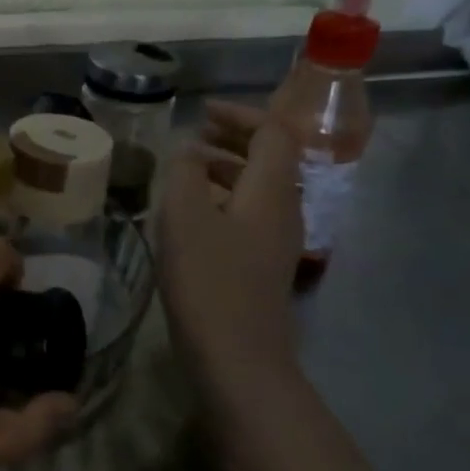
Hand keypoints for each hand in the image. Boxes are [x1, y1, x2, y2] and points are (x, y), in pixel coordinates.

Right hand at [157, 100, 303, 391]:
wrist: (237, 358)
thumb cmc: (209, 281)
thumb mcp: (184, 217)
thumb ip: (185, 173)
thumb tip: (189, 150)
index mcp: (272, 191)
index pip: (273, 133)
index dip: (240, 114)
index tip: (202, 112)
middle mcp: (285, 210)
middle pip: (272, 158)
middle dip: (235, 137)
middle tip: (195, 132)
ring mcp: (277, 240)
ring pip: (259, 187)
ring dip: (228, 167)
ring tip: (188, 167)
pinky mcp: (262, 264)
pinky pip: (250, 213)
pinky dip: (224, 196)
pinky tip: (192, 211)